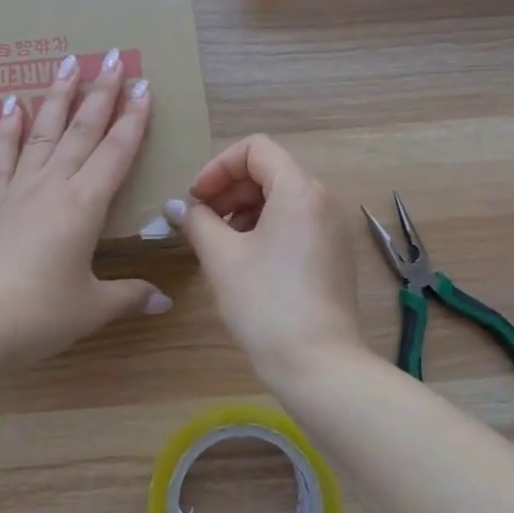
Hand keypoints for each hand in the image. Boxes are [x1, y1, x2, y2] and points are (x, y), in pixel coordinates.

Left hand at [0, 51, 170, 368]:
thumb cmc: (36, 315)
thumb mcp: (91, 308)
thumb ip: (129, 297)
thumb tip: (164, 301)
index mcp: (84, 206)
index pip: (117, 152)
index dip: (133, 119)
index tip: (143, 86)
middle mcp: (52, 187)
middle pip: (81, 130)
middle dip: (101, 93)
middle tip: (114, 57)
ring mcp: (17, 192)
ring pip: (43, 133)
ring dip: (58, 97)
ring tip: (68, 63)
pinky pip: (1, 157)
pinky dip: (7, 129)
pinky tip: (10, 104)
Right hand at [169, 135, 368, 385]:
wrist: (318, 363)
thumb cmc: (265, 302)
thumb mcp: (222, 257)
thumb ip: (197, 221)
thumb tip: (179, 207)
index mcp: (299, 189)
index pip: (256, 148)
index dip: (219, 166)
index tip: (197, 199)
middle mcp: (323, 199)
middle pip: (270, 171)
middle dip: (229, 189)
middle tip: (201, 222)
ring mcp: (333, 228)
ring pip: (282, 198)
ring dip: (244, 210)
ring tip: (219, 243)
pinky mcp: (334, 254)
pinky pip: (296, 222)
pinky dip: (266, 228)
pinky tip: (245, 260)